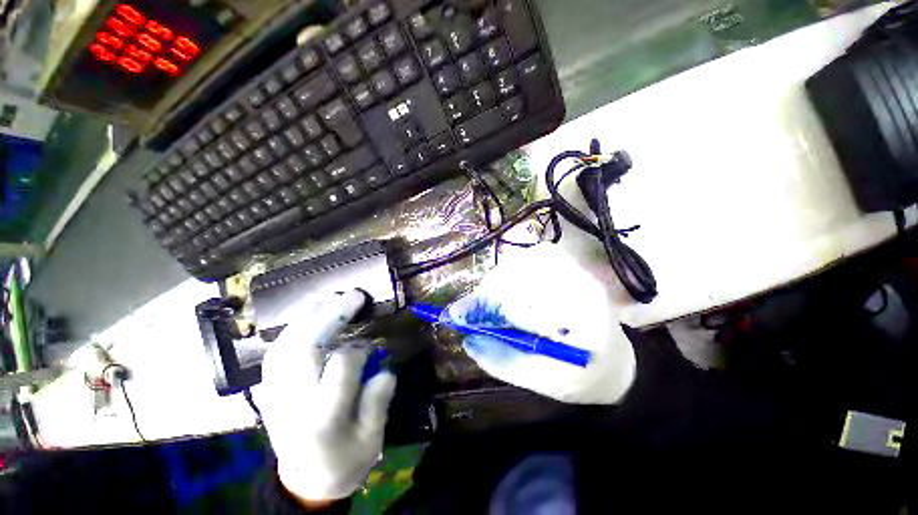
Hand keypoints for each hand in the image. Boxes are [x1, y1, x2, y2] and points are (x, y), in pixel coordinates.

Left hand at [259, 290, 396, 502]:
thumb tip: (385, 367)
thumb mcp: (372, 441)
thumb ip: (378, 402)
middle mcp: (294, 402)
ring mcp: (276, 394)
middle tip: (353, 296)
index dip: (359, 348)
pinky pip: (277, 351)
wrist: (304, 481)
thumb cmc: (344, 462)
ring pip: (286, 345)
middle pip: (305, 348)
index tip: (371, 344)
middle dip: (330, 315)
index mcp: (323, 418)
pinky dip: (294, 329)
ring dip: (310, 316)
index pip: (340, 366)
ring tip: (333, 299)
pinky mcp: (270, 390)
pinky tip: (310, 317)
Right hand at [448, 244, 635, 404]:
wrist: (614, 359)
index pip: (525, 301)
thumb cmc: (584, 376)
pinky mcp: (566, 264)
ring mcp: (573, 267)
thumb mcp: (543, 380)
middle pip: (518, 274)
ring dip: (496, 284)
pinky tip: (506, 293)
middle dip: (488, 294)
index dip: (486, 306)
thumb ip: (504, 360)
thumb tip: (468, 339)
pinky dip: (507, 276)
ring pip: (519, 263)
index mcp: (582, 315)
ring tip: (489, 306)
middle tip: (472, 312)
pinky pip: (525, 260)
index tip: (458, 315)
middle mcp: (579, 281)